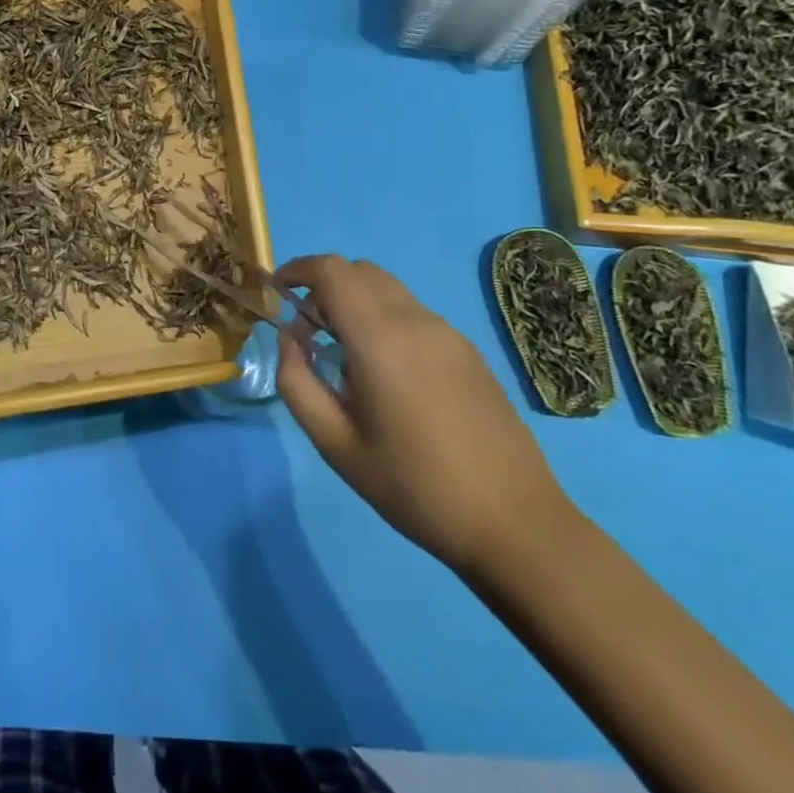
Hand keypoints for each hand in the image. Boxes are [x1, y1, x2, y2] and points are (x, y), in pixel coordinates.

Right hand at [275, 255, 571, 576]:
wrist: (515, 523)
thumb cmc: (414, 488)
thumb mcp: (336, 445)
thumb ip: (297, 382)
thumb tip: (290, 338)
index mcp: (380, 339)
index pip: (332, 271)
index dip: (298, 269)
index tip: (278, 291)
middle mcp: (416, 321)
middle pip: (360, 271)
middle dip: (324, 287)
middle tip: (309, 332)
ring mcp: (448, 333)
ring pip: (388, 290)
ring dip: (356, 302)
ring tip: (346, 357)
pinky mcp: (468, 350)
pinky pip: (413, 313)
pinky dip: (384, 319)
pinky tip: (388, 376)